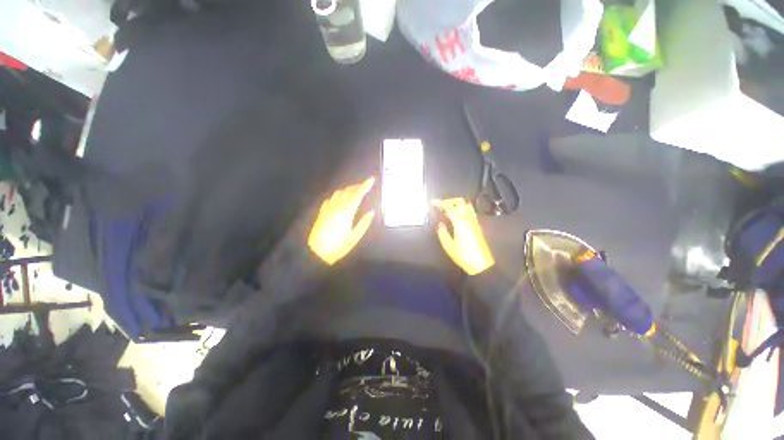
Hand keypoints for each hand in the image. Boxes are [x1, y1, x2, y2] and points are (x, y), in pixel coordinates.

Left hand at [308, 177, 375, 264]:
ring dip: (347, 190)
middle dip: (357, 186)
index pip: (358, 194)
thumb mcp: (354, 237)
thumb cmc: (338, 246)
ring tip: (354, 192)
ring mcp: (328, 208)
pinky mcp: (322, 212)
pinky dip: (337, 196)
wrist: (316, 252)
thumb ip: (364, 223)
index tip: (371, 179)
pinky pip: (330, 199)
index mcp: (347, 211)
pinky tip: (339, 200)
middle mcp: (337, 206)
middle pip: (348, 191)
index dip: (365, 186)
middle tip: (365, 186)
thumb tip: (371, 212)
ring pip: (338, 193)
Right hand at [432, 198, 494, 274]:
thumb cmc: (463, 255)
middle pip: (460, 202)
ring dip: (457, 204)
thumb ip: (442, 233)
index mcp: (459, 222)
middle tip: (441, 205)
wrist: (481, 264)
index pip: (449, 207)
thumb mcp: (448, 245)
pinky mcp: (477, 226)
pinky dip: (462, 209)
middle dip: (449, 200)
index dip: (440, 203)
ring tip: (449, 209)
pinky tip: (457, 217)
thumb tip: (441, 224)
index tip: (433, 202)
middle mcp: (468, 219)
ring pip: (467, 205)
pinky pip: (470, 212)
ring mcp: (474, 222)